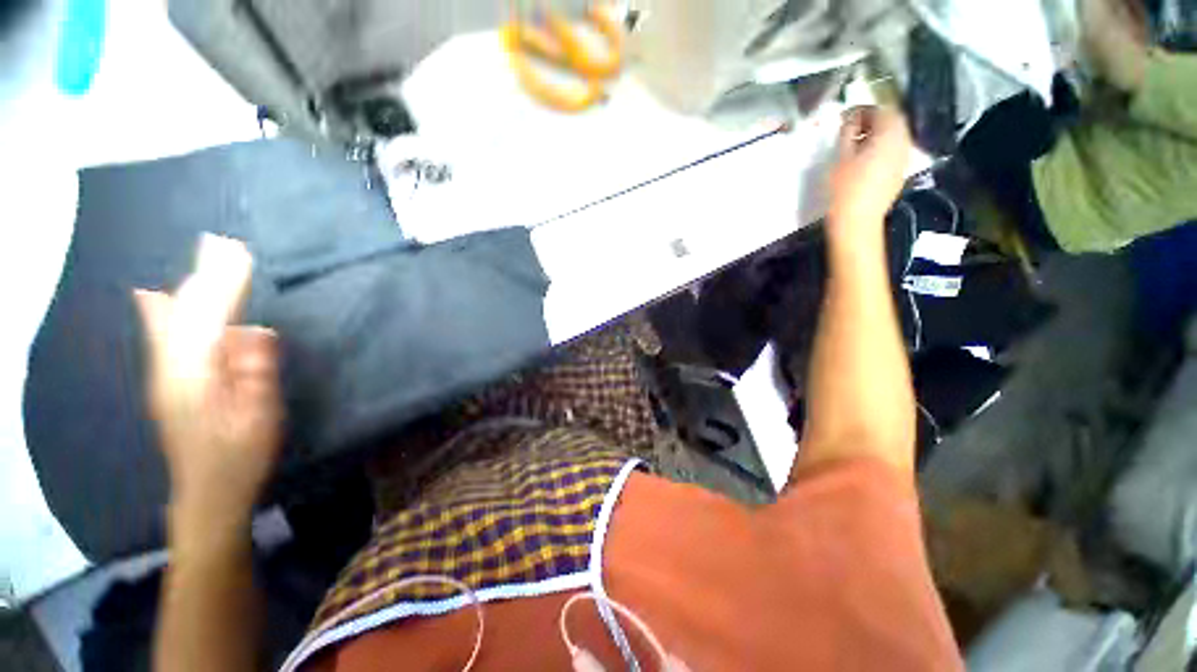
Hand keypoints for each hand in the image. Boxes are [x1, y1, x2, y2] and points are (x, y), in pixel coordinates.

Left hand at [135, 235, 281, 540]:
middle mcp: (170, 367)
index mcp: (194, 375)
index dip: (224, 284)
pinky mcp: (167, 382)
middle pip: (185, 312)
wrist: (207, 493)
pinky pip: (163, 334)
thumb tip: (254, 331)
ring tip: (204, 257)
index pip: (208, 317)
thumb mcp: (260, 416)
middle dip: (205, 276)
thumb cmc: (240, 456)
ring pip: (170, 319)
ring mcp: (164, 374)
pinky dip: (164, 308)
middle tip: (223, 243)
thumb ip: (255, 371)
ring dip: (189, 286)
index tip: (240, 253)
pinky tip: (154, 297)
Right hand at [828, 106, 911, 244]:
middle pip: (893, 121)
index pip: (882, 110)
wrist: (857, 220)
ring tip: (856, 143)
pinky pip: (894, 150)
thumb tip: (851, 119)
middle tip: (851, 128)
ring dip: (877, 134)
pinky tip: (864, 158)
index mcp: (890, 134)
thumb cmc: (845, 188)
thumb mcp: (841, 156)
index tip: (846, 117)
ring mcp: (903, 158)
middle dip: (873, 120)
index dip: (863, 110)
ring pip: (894, 136)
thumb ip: (848, 133)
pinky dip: (881, 147)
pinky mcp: (899, 172)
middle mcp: (903, 141)